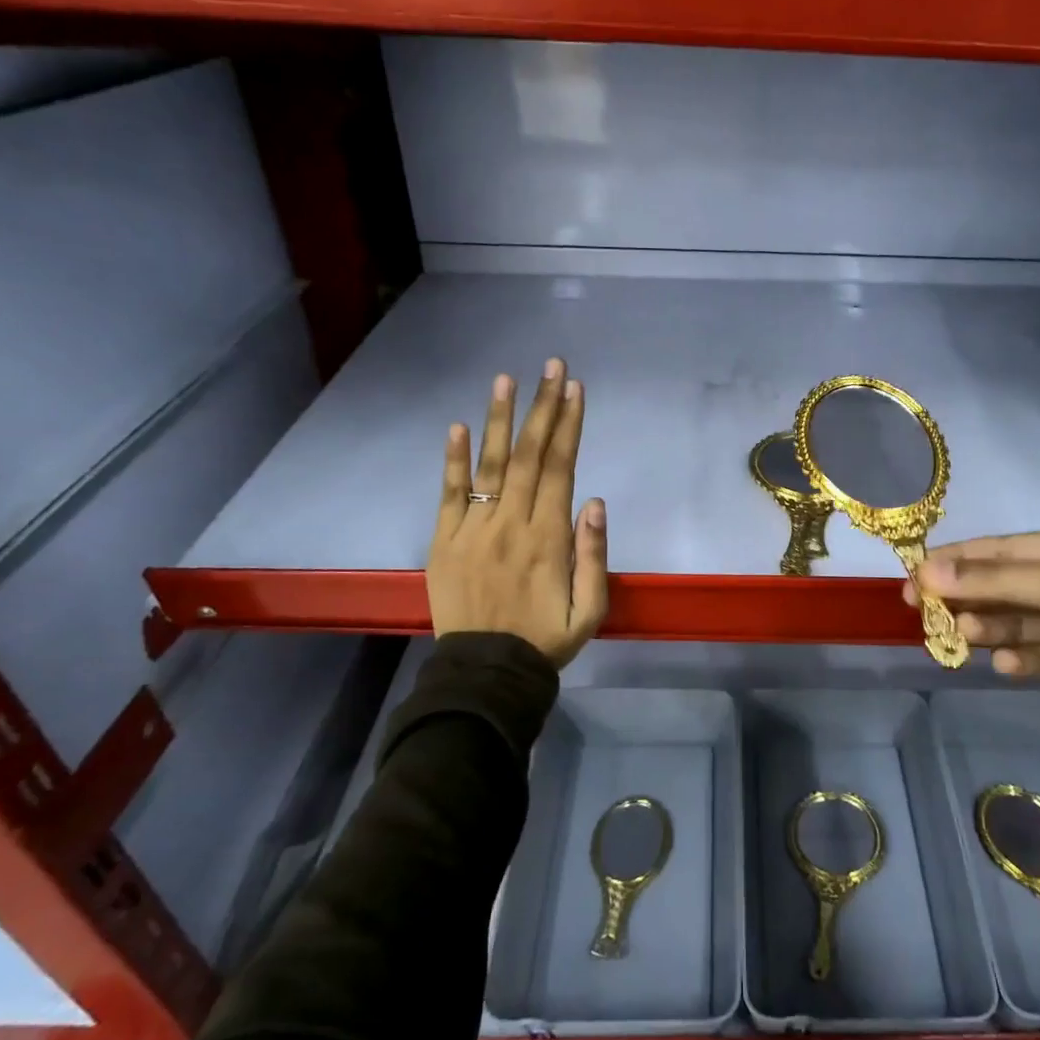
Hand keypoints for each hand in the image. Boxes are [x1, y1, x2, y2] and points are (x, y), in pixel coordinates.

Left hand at [428, 358, 607, 668]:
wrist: (486, 673)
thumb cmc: (545, 640)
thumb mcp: (590, 610)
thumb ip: (594, 555)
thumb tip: (595, 501)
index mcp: (548, 537)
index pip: (561, 468)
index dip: (569, 425)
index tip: (575, 389)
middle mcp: (511, 523)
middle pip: (530, 455)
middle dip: (543, 407)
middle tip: (551, 367)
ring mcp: (473, 529)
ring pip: (491, 465)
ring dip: (500, 420)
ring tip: (506, 380)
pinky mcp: (444, 541)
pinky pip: (450, 494)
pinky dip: (453, 460)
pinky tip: (458, 427)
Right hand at [904, 527, 1039, 703]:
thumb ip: (995, 581)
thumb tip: (924, 572)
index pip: (997, 551)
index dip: (953, 564)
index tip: (912, 580)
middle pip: (1000, 589)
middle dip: (965, 601)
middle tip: (924, 615)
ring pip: (1012, 624)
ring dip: (987, 630)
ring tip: (964, 639)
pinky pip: (1036, 656)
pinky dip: (1019, 660)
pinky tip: (1009, 666)